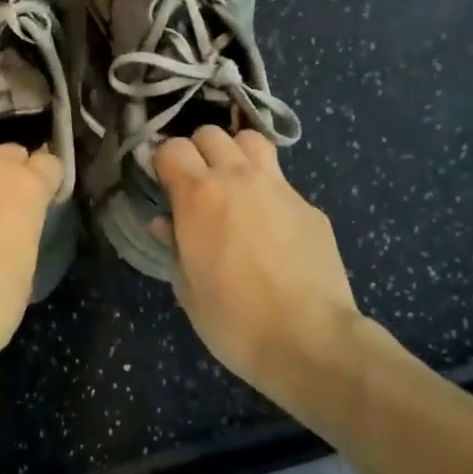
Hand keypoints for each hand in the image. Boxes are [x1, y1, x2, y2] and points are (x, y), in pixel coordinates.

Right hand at [153, 128, 388, 399]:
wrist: (309, 340)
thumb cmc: (233, 319)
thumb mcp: (187, 286)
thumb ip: (173, 245)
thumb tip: (164, 223)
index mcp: (199, 195)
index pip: (172, 147)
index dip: (163, 161)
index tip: (163, 182)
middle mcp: (238, 178)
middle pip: (211, 133)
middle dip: (198, 150)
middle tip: (196, 183)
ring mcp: (280, 188)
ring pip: (252, 141)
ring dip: (236, 153)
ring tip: (233, 184)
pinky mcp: (310, 207)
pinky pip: (282, 182)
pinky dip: (268, 191)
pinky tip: (271, 228)